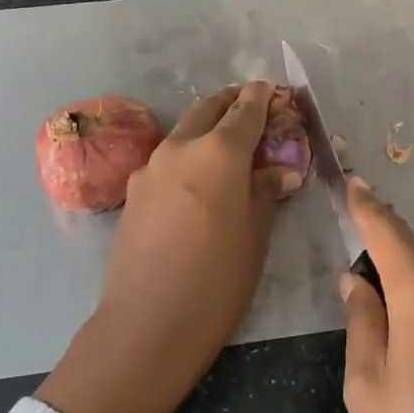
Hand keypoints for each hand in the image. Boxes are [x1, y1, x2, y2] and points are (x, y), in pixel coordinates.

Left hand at [37, 83, 298, 412]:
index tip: (272, 90)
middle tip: (250, 106)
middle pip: (208, 109)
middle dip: (231, 103)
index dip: (262, 98)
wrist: (147, 322)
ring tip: (227, 146)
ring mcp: (150, 167)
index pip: (245, 111)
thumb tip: (279, 169)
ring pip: (184, 132)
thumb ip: (265, 191)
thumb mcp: (256, 235)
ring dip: (206, 128)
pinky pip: (167, 160)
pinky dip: (187, 156)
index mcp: (218, 152)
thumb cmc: (218, 280)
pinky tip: (196, 182)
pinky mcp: (133, 190)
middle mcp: (180, 147)